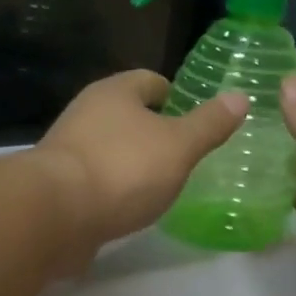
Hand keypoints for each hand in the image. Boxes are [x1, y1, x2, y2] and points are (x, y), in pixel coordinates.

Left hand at [35, 70, 246, 264]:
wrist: (55, 214)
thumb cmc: (123, 169)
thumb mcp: (179, 146)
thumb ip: (209, 124)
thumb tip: (240, 97)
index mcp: (114, 92)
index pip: (150, 81)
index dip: (174, 95)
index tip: (193, 118)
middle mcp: (86, 113)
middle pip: (126, 114)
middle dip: (152, 130)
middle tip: (182, 154)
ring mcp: (67, 149)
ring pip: (109, 147)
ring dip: (131, 161)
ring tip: (160, 183)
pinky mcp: (57, 185)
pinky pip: (94, 179)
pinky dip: (112, 188)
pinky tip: (128, 207)